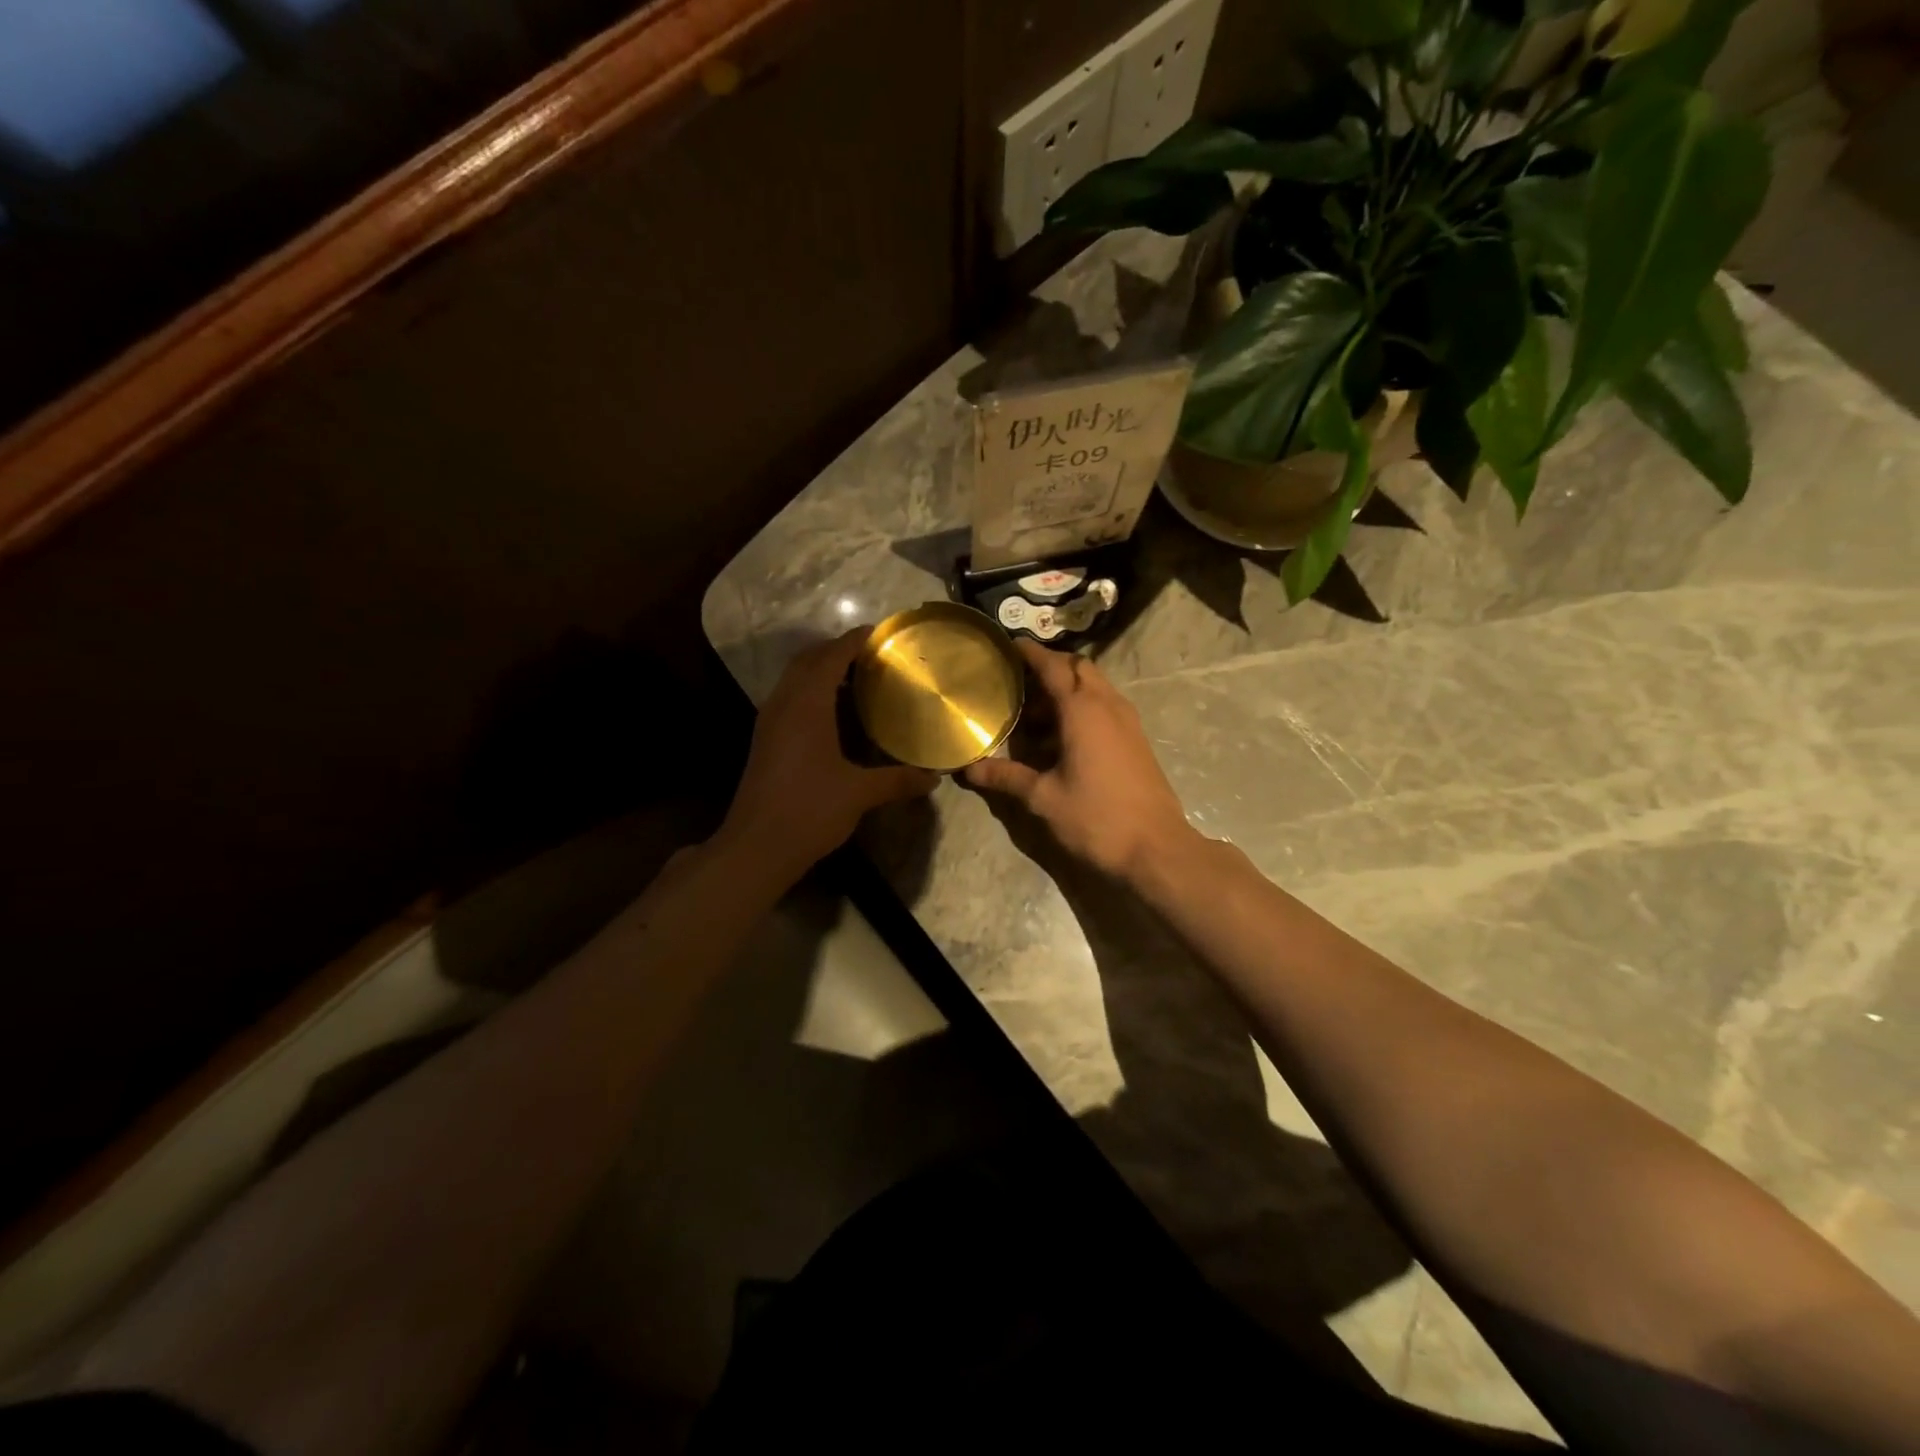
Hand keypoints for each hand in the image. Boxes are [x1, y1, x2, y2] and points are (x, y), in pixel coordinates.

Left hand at [718, 630, 938, 876]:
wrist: (756, 846)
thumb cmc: (810, 810)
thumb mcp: (860, 794)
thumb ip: (898, 780)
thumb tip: (934, 778)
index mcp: (806, 705)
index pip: (831, 657)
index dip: (853, 640)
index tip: (878, 633)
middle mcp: (784, 704)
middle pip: (807, 660)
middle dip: (836, 650)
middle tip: (870, 655)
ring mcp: (769, 722)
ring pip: (794, 679)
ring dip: (820, 669)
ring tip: (856, 678)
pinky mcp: (765, 740)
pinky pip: (788, 698)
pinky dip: (810, 690)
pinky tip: (833, 712)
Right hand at [964, 641, 1194, 881]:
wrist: (1156, 849)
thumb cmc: (1095, 818)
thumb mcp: (1043, 798)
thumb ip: (1006, 777)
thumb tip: (968, 769)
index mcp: (1082, 710)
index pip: (1052, 666)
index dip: (1029, 653)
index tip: (1008, 645)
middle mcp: (1108, 705)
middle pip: (1079, 667)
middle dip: (1051, 666)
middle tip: (1020, 681)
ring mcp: (1128, 721)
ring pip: (1096, 686)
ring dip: (1068, 688)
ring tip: (1036, 713)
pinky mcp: (1137, 739)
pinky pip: (1107, 706)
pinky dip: (1083, 706)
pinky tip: (1063, 736)